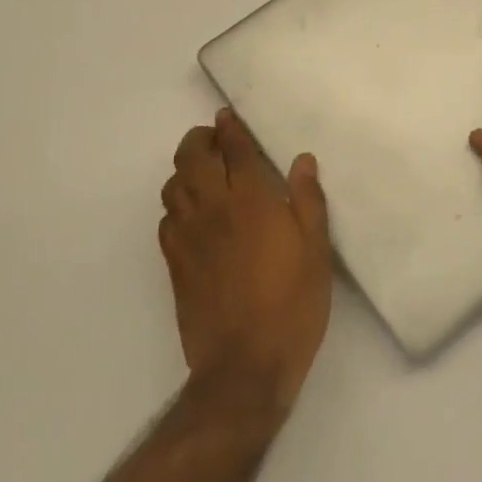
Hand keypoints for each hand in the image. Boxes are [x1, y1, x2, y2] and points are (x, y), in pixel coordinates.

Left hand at [159, 110, 332, 412]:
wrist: (244, 366)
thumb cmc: (292, 303)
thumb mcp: (316, 250)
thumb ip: (308, 200)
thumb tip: (302, 161)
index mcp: (251, 200)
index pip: (233, 149)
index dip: (229, 127)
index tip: (227, 116)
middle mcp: (213, 209)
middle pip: (192, 157)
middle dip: (199, 139)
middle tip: (214, 138)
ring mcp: (188, 237)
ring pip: (173, 186)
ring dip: (184, 170)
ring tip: (202, 173)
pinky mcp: (174, 264)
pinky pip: (166, 220)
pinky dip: (175, 205)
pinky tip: (191, 215)